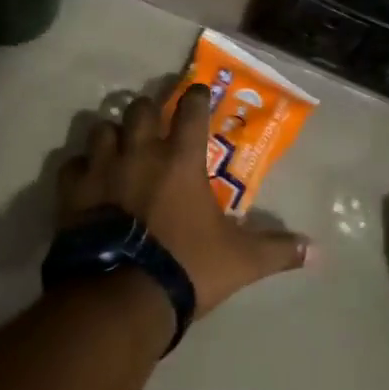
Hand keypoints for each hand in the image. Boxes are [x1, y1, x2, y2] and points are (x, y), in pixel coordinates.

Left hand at [57, 83, 311, 315]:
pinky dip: (79, 169)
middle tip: (153, 124)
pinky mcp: (73, 192)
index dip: (196, 96)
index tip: (197, 92)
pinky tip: (86, 181)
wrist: (121, 296)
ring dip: (111, 135)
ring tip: (117, 149)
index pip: (192, 109)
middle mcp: (140, 152)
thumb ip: (276, 250)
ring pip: (102, 128)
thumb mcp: (239, 262)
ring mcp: (103, 168)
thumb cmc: (185, 268)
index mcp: (181, 160)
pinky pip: (72, 165)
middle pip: (140, 108)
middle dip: (148, 111)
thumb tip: (316, 250)